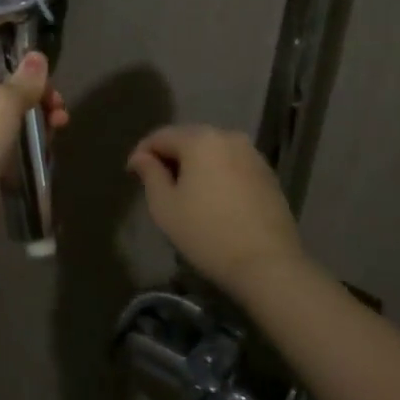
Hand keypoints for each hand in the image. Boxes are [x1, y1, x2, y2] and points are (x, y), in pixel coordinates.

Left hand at [0, 45, 67, 210]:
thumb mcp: (3, 101)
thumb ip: (24, 79)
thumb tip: (36, 56)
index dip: (5, 53)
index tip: (35, 66)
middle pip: (0, 83)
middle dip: (33, 89)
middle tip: (57, 102)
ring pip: (7, 113)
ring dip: (36, 114)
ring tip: (61, 123)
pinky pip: (6, 139)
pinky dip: (26, 139)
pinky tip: (47, 145)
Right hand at [127, 125, 305, 288]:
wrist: (267, 264)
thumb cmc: (206, 233)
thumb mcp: (165, 206)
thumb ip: (150, 174)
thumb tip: (141, 156)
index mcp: (200, 139)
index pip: (161, 136)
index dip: (142, 153)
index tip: (131, 174)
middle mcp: (229, 137)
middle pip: (189, 140)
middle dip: (170, 157)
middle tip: (156, 184)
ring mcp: (253, 155)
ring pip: (212, 153)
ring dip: (195, 166)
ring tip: (184, 193)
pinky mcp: (268, 175)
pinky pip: (232, 166)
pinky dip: (217, 175)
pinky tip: (212, 200)